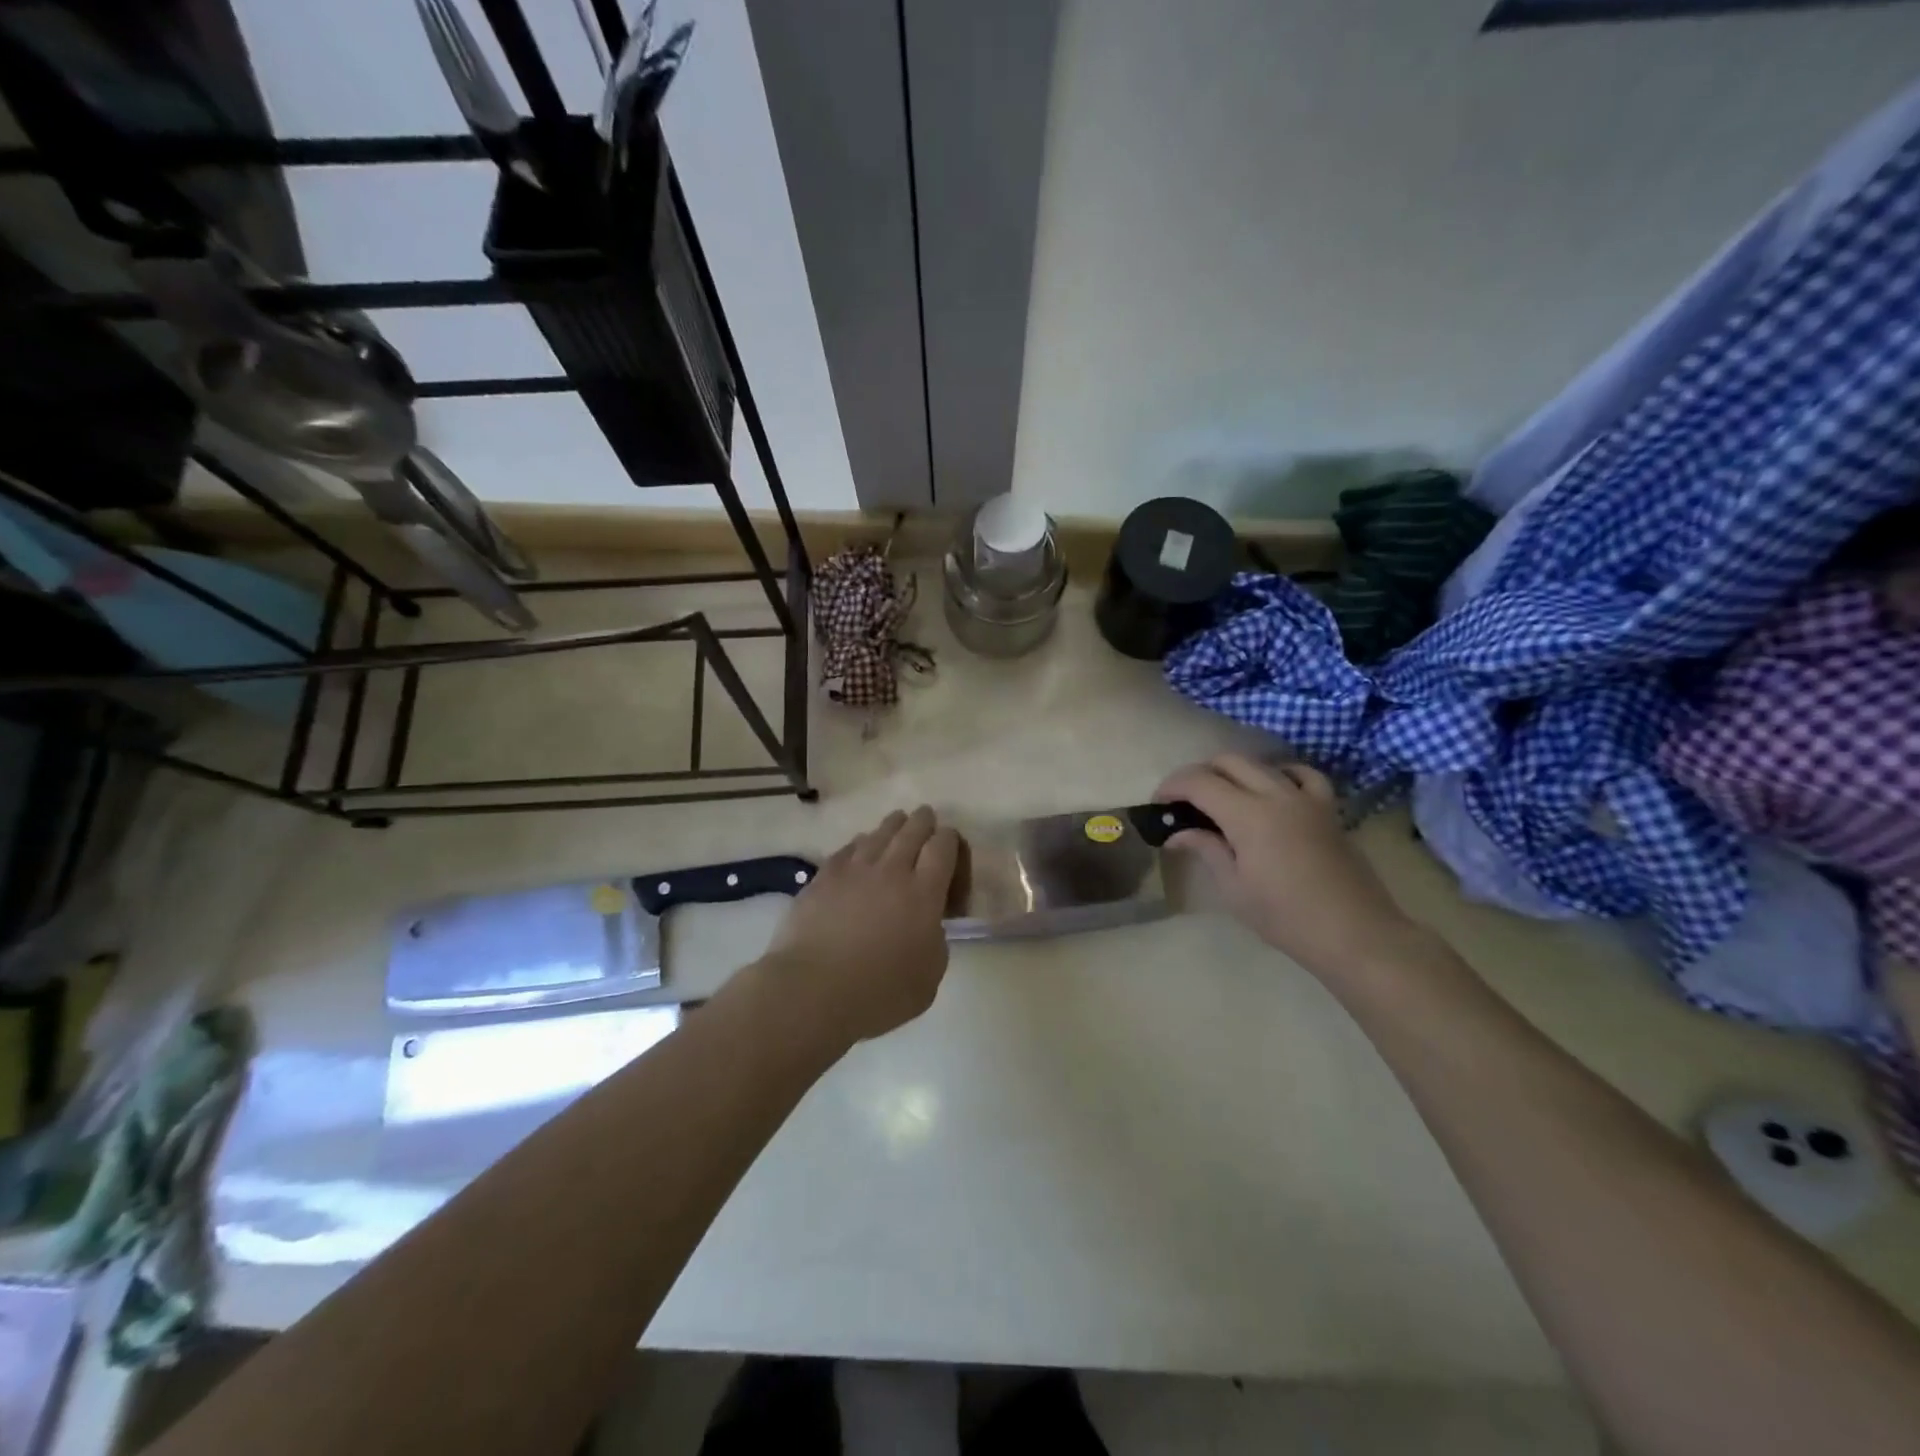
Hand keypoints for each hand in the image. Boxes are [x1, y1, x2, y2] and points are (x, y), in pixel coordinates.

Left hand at [760, 806, 960, 1047]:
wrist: (812, 990)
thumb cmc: (879, 993)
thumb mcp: (929, 976)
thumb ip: (935, 941)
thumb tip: (926, 925)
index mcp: (924, 893)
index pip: (943, 847)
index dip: (950, 839)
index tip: (951, 843)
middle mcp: (892, 871)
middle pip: (912, 830)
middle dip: (923, 821)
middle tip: (926, 817)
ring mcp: (854, 870)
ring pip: (879, 834)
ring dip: (893, 825)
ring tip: (898, 821)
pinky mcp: (823, 877)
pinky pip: (848, 849)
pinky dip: (861, 843)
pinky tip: (861, 846)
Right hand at [1157, 755, 1426, 980]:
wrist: (1354, 933)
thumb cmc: (1285, 917)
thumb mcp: (1234, 888)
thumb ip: (1206, 849)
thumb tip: (1177, 834)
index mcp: (1248, 815)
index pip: (1200, 782)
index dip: (1173, 786)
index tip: (1159, 802)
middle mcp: (1276, 795)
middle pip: (1229, 762)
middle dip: (1200, 774)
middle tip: (1184, 800)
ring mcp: (1307, 799)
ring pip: (1263, 764)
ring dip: (1235, 772)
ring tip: (1223, 795)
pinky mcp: (1328, 810)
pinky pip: (1304, 775)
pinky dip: (1282, 773)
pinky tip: (1274, 788)